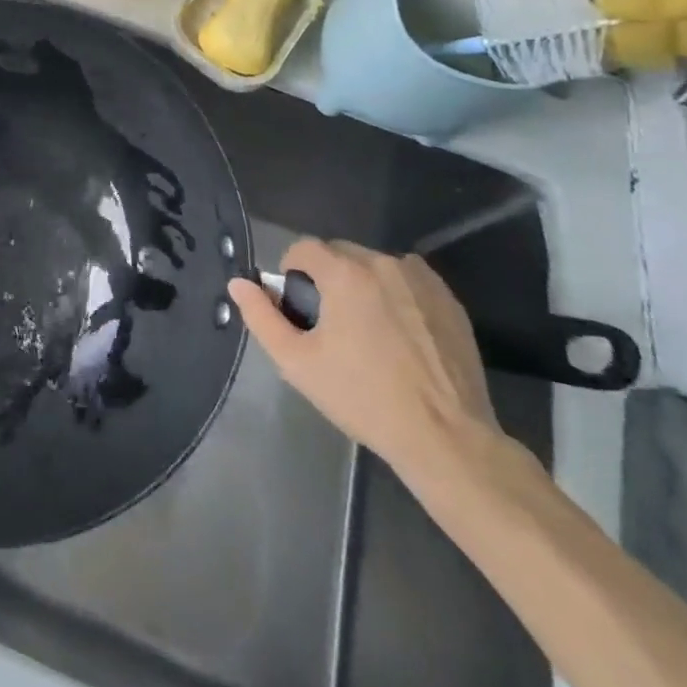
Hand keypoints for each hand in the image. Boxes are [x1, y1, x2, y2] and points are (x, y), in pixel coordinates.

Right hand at [228, 238, 499, 482]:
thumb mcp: (298, 363)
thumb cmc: (364, 398)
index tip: (298, 307)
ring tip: (368, 330)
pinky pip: (408, 279)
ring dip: (362, 284)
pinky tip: (400, 333)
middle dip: (327, 278)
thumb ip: (262, 317)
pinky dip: (396, 294)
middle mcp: (382, 263)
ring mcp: (420, 278)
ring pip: (374, 265)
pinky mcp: (447, 298)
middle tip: (331, 323)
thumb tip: (238, 283)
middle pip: (340, 253)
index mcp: (344, 273)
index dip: (292, 272)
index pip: (304, 248)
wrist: (445, 438)